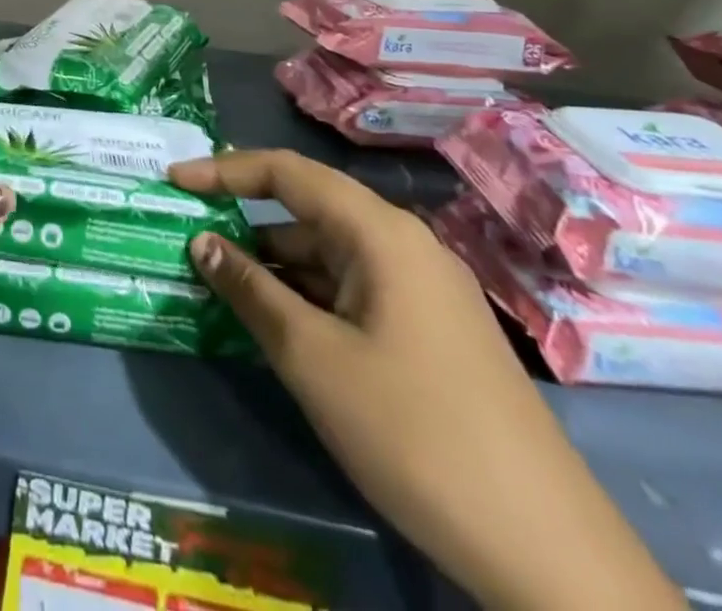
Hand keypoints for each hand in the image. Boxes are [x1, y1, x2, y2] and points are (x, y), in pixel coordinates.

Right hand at [169, 151, 682, 610]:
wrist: (547, 551)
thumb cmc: (414, 432)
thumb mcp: (312, 358)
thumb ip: (250, 290)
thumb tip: (202, 242)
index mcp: (380, 233)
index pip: (287, 172)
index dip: (225, 170)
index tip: (175, 182)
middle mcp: (405, 245)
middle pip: (309, 212)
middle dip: (247, 225)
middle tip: (191, 245)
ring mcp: (424, 289)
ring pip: (331, 256)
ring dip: (276, 267)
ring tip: (222, 289)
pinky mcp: (433, 331)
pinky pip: (355, 290)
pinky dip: (310, 297)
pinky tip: (280, 326)